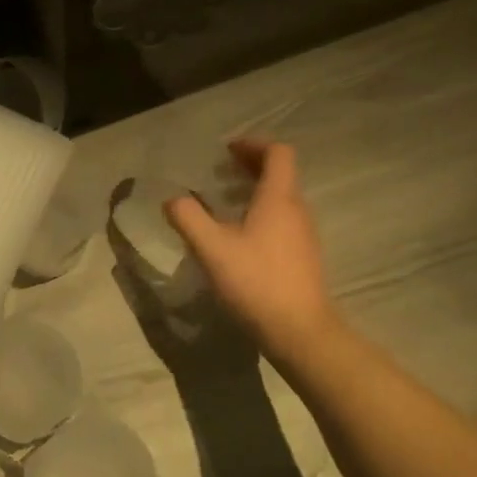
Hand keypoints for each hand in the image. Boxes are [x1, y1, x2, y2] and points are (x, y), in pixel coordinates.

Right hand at [165, 140, 346, 365]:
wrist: (300, 332)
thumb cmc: (256, 281)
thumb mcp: (211, 248)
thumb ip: (188, 217)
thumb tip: (172, 199)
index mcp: (279, 198)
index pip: (278, 153)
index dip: (253, 144)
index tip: (226, 151)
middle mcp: (297, 209)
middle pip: (280, 173)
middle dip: (249, 166)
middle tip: (217, 173)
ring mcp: (303, 234)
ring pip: (281, 197)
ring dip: (253, 191)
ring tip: (221, 203)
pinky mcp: (303, 256)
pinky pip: (282, 219)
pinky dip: (260, 213)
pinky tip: (236, 236)